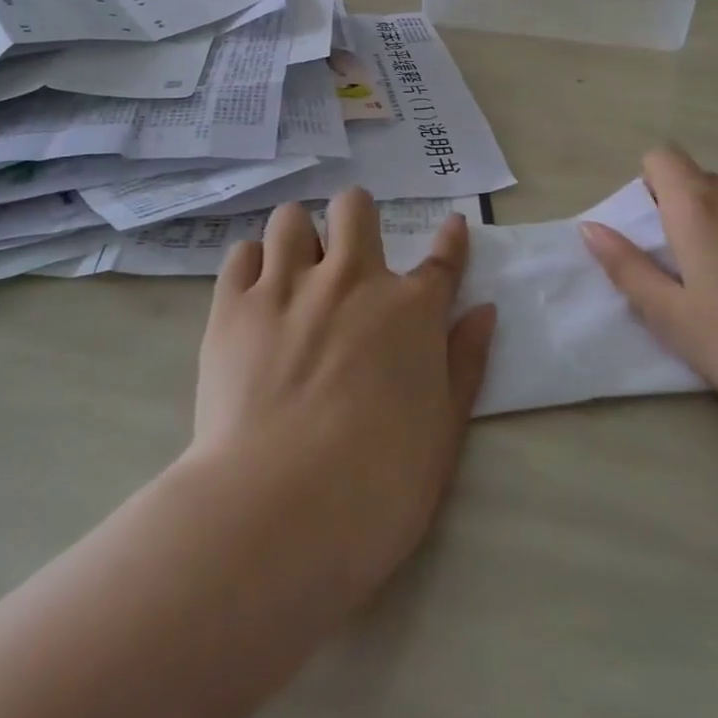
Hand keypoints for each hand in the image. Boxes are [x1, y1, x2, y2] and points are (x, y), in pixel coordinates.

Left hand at [191, 190, 496, 587]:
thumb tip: (484, 311)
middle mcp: (351, 279)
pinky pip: (241, 253)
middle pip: (354, 207)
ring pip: (291, 218)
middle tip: (348, 255)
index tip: (451, 225)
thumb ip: (467, 364)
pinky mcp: (234, 306)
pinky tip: (255, 294)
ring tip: (294, 271)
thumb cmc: (378, 486)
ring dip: (299, 236)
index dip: (451, 239)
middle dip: (355, 218)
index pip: (442, 259)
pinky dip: (252, 264)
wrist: (279, 510)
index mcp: (411, 310)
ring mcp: (288, 286)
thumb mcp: (445, 434)